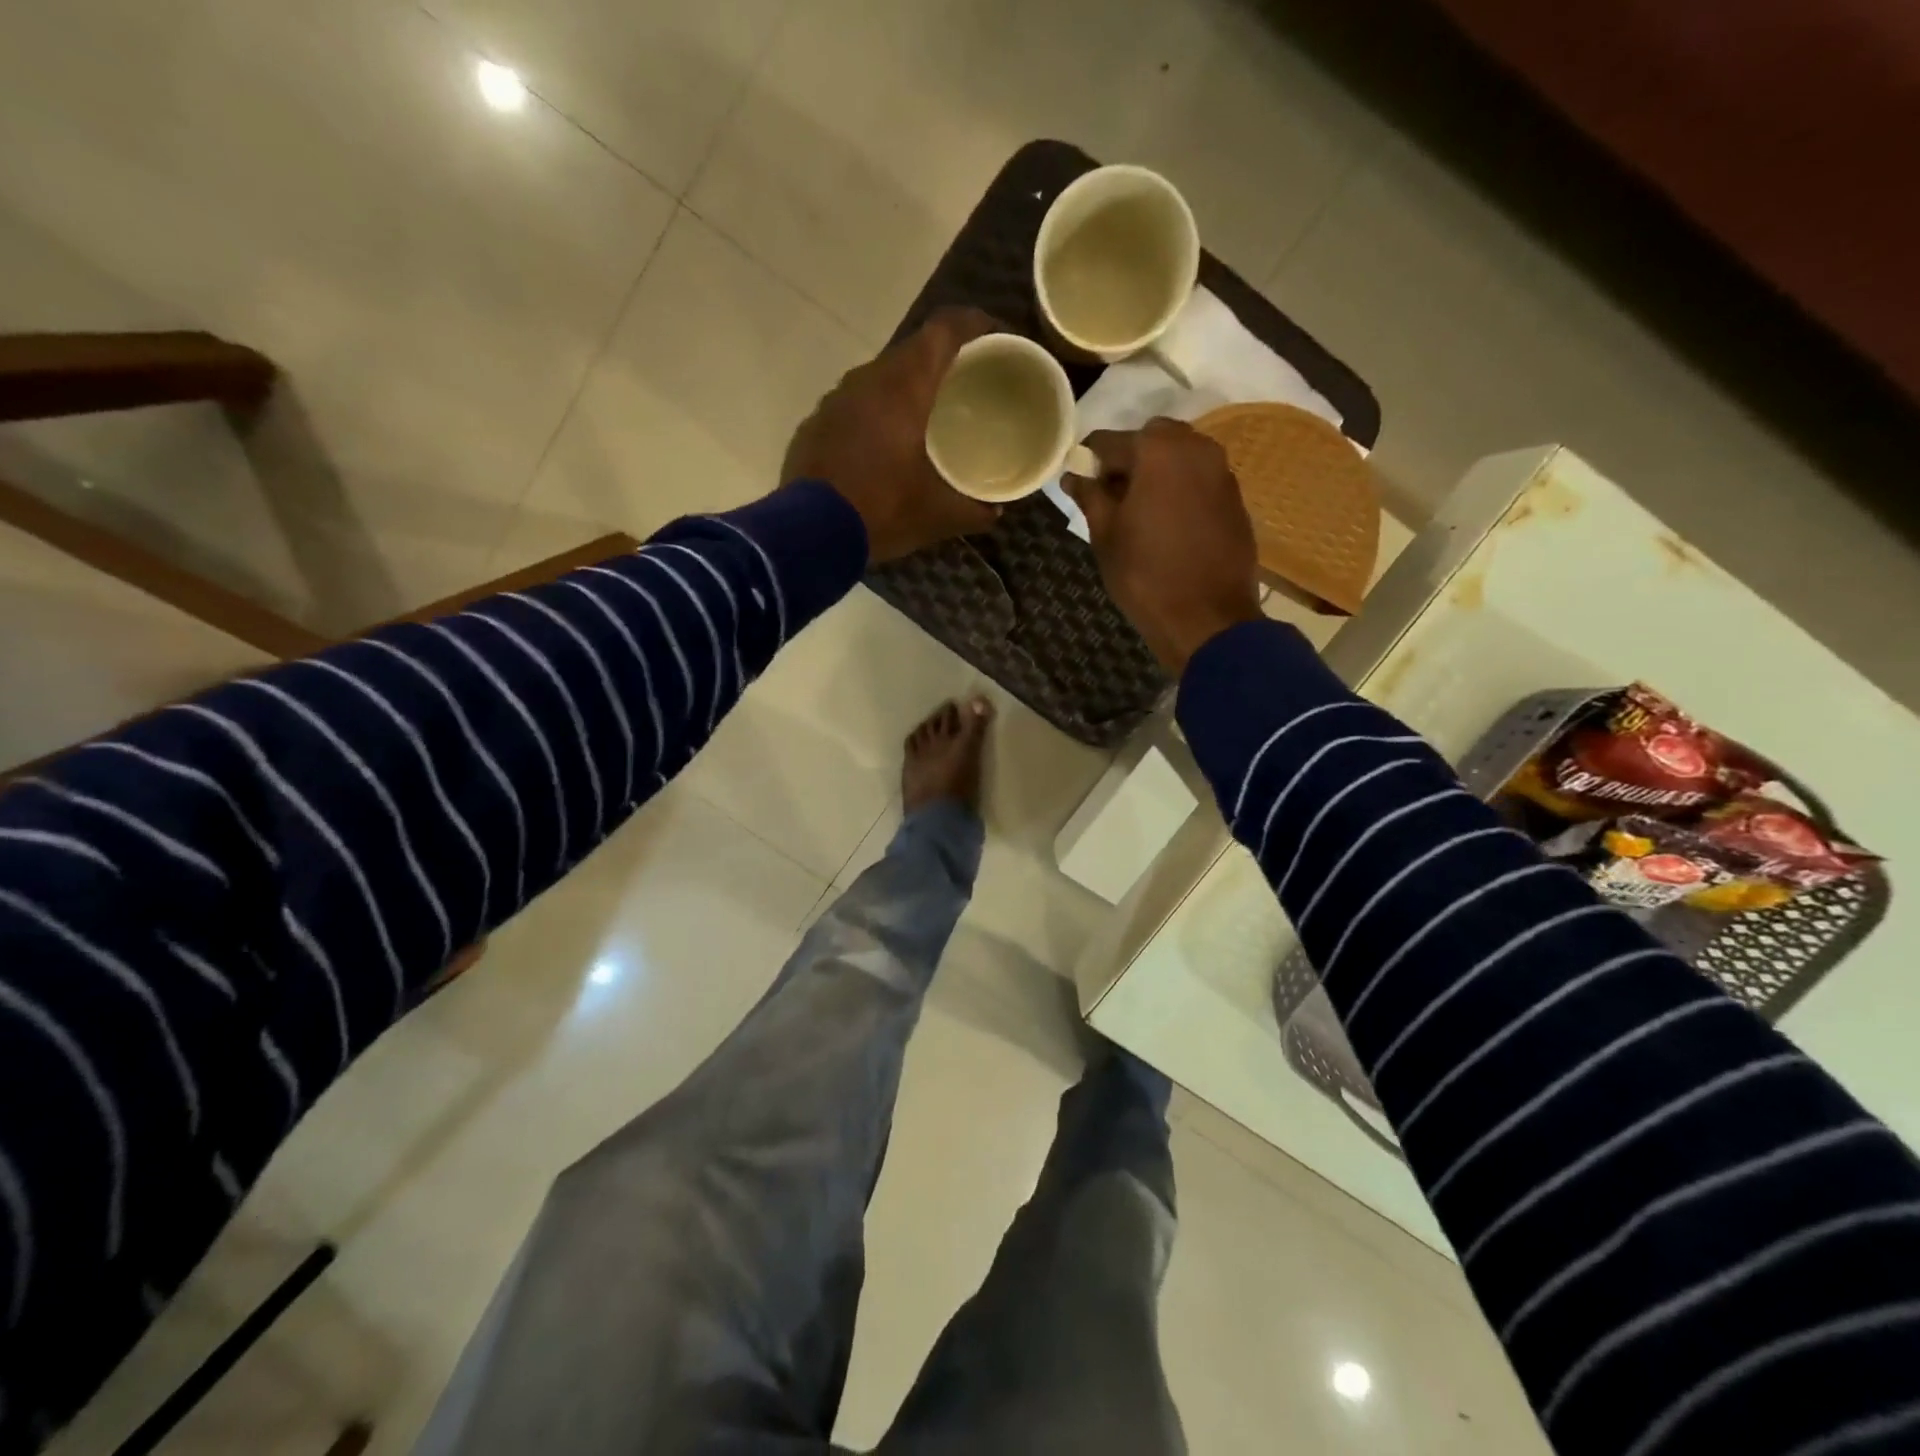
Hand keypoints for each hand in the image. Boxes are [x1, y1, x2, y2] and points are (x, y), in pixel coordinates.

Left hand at [783, 307, 1003, 561]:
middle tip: (964, 385)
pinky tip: (881, 447)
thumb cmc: (882, 511)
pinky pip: (853, 407)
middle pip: (911, 352)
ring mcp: (835, 400)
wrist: (809, 535)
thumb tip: (995, 513)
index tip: (994, 337)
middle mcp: (867, 380)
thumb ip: (973, 511)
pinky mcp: (814, 425)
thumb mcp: (937, 516)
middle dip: (941, 362)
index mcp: (905, 388)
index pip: (943, 330)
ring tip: (924, 417)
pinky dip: (874, 415)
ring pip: (878, 379)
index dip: (973, 324)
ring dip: (904, 389)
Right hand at [1065, 418, 1263, 673]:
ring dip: (1158, 472)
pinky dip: (1182, 490)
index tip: (1081, 484)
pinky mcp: (1236, 498)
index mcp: (1157, 452)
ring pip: (1181, 456)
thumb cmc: (1145, 576)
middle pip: (1152, 438)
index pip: (1109, 441)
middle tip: (1113, 497)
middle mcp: (1195, 448)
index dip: (1090, 461)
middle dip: (1130, 460)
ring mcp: (1222, 472)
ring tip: (1141, 511)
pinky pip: (1201, 479)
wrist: (1207, 619)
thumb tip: (1074, 476)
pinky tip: (1170, 524)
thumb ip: (1090, 497)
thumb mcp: (1106, 536)